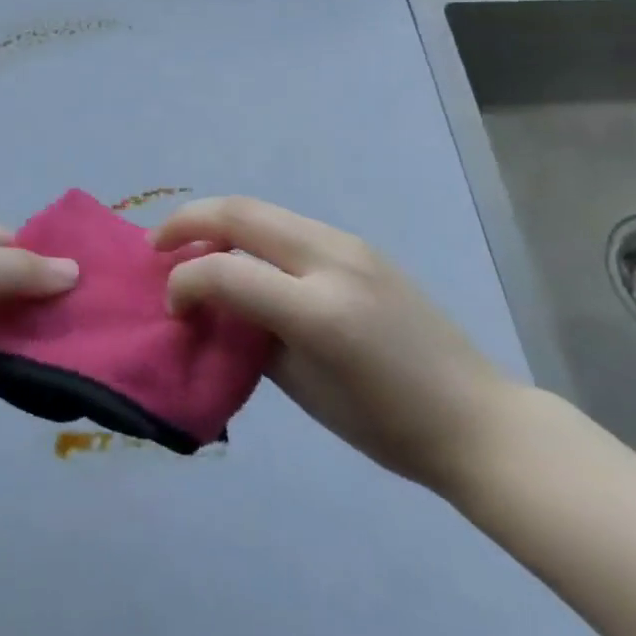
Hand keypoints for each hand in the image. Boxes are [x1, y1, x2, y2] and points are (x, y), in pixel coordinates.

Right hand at [152, 197, 521, 494]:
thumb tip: (213, 305)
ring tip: (193, 246)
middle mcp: (333, 261)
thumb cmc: (387, 426)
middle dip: (188, 221)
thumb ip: (250, 336)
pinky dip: (253, 231)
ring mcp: (350, 245)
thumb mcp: (304, 389)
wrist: (477, 421)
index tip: (173, 306)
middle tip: (158, 246)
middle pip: (240, 212)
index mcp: (320, 311)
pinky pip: (290, 223)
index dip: (184, 282)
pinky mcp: (361, 245)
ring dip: (219, 221)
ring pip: (264, 209)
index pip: (226, 271)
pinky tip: (246, 257)